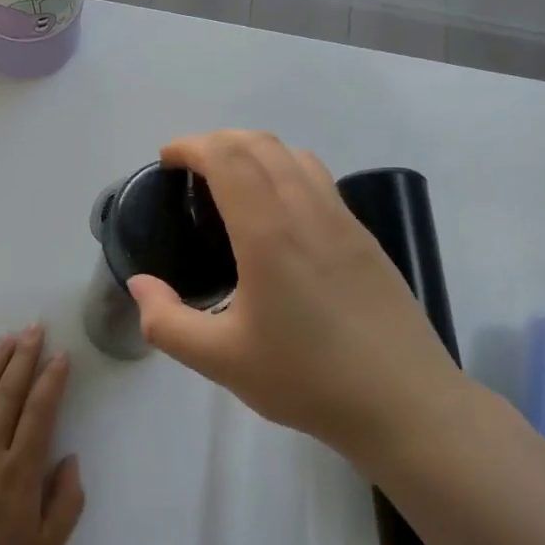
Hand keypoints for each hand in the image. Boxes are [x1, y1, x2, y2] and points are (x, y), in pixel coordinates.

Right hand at [127, 131, 463, 462]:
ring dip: (255, 151)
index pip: (228, 158)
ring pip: (295, 156)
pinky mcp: (365, 237)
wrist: (404, 403)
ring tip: (232, 182)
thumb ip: (167, 321)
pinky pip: (319, 180)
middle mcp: (308, 211)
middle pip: (261, 144)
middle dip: (218, 141)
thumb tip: (139, 285)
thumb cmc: (307, 380)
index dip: (192, 146)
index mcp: (269, 233)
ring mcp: (343, 220)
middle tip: (190, 169)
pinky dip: (286, 170)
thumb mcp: (220, 361)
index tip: (167, 160)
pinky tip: (278, 213)